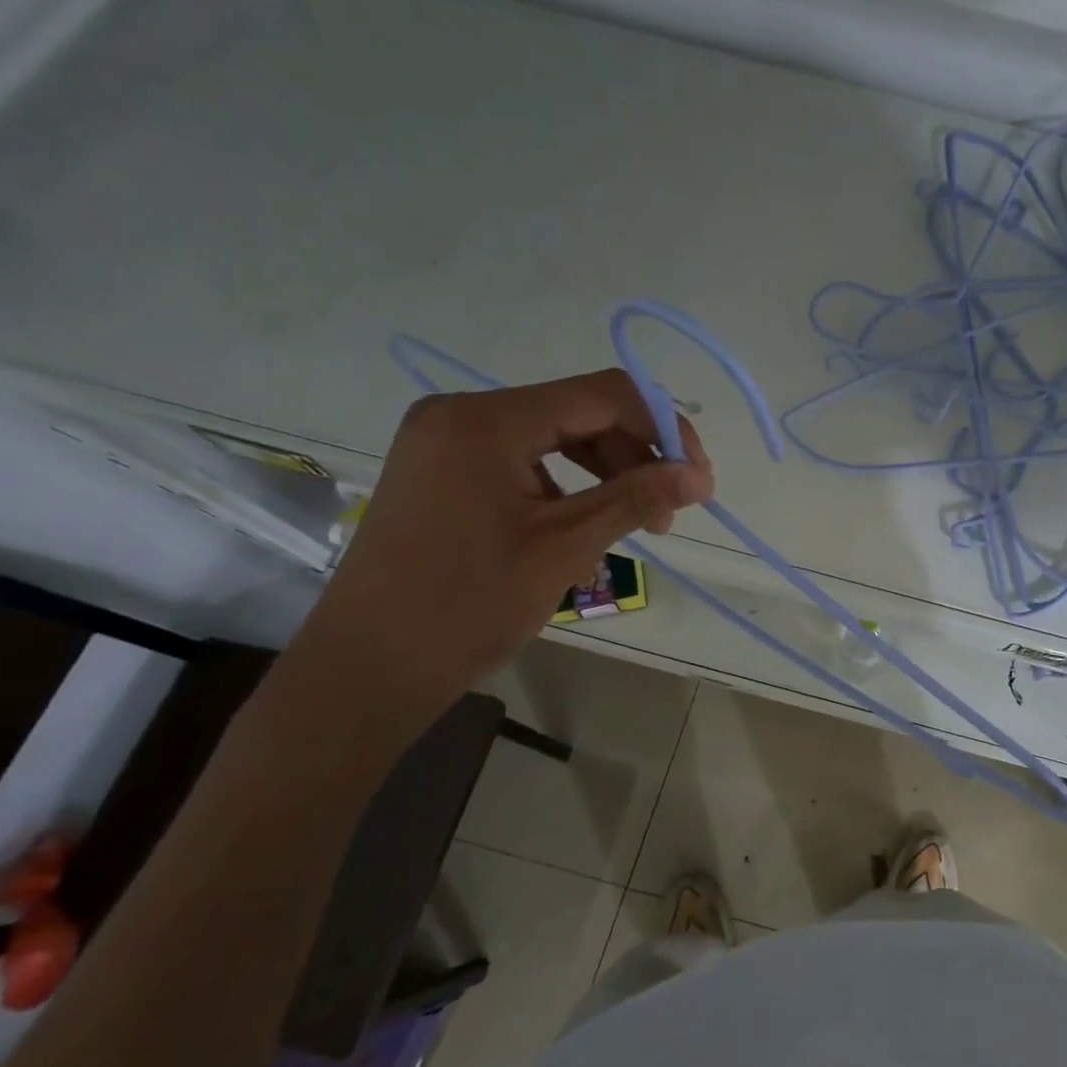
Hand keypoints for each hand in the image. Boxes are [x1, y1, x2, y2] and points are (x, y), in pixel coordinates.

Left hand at [294, 370, 712, 711]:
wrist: (366, 671)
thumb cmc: (466, 606)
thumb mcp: (565, 547)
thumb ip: (637, 498)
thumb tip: (700, 475)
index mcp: (486, 420)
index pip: (602, 395)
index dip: (663, 429)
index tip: (698, 478)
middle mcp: (461, 414)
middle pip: (578, 412)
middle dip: (636, 455)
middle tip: (670, 510)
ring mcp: (446, 441)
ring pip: (554, 436)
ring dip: (607, 472)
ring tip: (640, 522)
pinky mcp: (443, 471)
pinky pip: (524, 460)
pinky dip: (568, 486)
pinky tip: (585, 526)